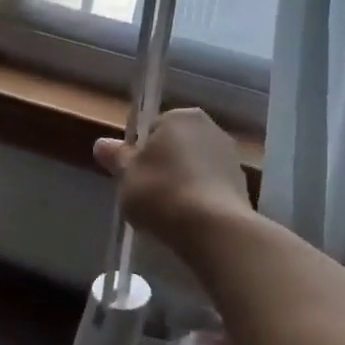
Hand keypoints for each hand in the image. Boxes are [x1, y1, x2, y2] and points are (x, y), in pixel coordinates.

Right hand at [94, 108, 250, 250]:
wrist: (213, 228)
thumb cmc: (161, 192)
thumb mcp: (127, 175)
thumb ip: (116, 157)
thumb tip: (101, 144)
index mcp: (180, 117)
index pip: (151, 129)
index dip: (139, 153)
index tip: (133, 176)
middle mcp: (210, 127)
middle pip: (175, 146)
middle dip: (162, 166)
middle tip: (146, 194)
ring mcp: (230, 156)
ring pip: (194, 167)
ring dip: (182, 182)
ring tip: (168, 211)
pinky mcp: (243, 184)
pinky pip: (210, 187)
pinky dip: (199, 198)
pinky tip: (189, 219)